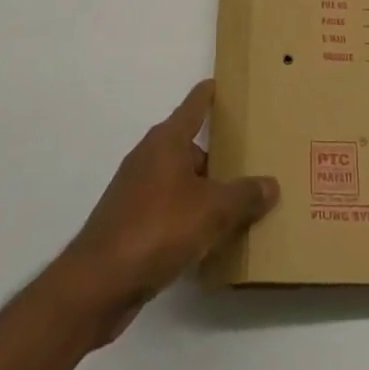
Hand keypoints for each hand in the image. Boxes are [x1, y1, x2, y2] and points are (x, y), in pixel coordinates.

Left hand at [53, 80, 278, 344]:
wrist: (97, 284)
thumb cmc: (156, 229)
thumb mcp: (212, 211)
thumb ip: (244, 196)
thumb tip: (271, 184)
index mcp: (167, 140)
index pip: (195, 104)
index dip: (212, 93)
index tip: (227, 84)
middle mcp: (150, 157)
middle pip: (190, 145)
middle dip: (218, 153)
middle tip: (250, 159)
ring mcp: (136, 191)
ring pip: (180, 181)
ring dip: (204, 191)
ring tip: (237, 204)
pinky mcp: (130, 224)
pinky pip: (168, 210)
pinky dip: (188, 218)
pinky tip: (208, 240)